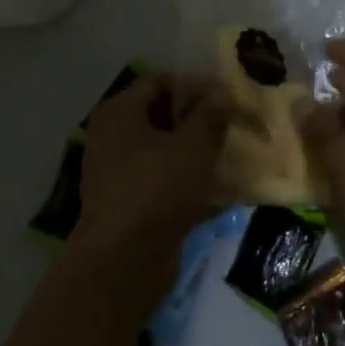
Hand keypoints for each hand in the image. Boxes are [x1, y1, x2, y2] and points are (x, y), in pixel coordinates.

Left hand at [69, 71, 229, 287]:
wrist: (123, 264)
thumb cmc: (157, 188)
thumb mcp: (194, 145)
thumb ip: (211, 114)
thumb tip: (223, 91)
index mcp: (120, 111)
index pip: (160, 81)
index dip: (195, 85)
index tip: (227, 97)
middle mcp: (113, 136)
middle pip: (162, 115)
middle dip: (199, 119)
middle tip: (232, 124)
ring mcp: (118, 173)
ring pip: (165, 151)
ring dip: (196, 152)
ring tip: (231, 155)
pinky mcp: (129, 205)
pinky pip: (163, 182)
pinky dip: (188, 183)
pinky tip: (221, 190)